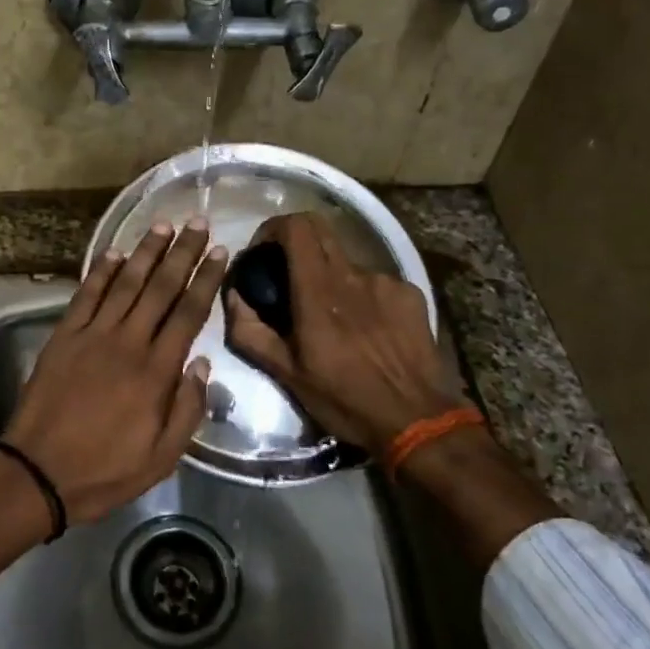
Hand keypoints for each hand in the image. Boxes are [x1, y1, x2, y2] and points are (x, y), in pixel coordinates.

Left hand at [2, 219, 226, 524]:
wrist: (38, 472)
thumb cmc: (105, 470)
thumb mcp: (162, 457)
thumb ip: (188, 409)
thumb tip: (202, 363)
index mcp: (156, 372)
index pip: (188, 313)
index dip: (206, 279)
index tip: (220, 252)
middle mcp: (128, 342)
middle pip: (161, 288)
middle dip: (182, 253)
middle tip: (198, 222)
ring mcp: (93, 335)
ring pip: (126, 283)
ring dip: (146, 252)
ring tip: (163, 224)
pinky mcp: (64, 336)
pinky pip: (86, 295)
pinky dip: (101, 271)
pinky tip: (115, 252)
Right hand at [225, 213, 467, 452]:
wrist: (417, 420)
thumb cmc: (344, 399)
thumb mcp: (286, 374)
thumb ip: (251, 332)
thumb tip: (233, 297)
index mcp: (318, 291)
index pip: (296, 228)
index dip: (274, 228)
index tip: (262, 250)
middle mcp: (352, 275)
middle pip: (321, 229)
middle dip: (297, 241)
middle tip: (287, 272)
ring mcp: (385, 282)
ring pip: (347, 261)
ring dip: (331, 277)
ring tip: (333, 316)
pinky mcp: (410, 294)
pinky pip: (376, 282)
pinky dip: (362, 295)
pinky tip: (366, 328)